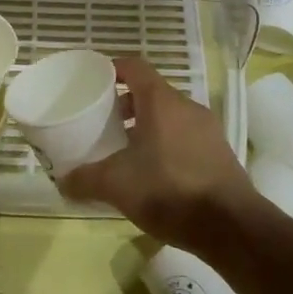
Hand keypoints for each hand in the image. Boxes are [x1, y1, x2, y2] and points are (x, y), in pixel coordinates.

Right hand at [58, 56, 257, 255]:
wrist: (231, 226)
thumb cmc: (169, 190)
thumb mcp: (117, 185)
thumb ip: (85, 179)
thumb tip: (61, 181)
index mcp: (162, 102)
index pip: (135, 67)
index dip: (114, 69)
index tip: (95, 81)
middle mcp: (187, 107)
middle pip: (152, 93)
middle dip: (126, 104)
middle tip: (104, 122)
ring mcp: (208, 130)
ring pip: (170, 116)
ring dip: (147, 126)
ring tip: (126, 150)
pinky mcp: (220, 153)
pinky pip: (185, 137)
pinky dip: (166, 144)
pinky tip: (154, 173)